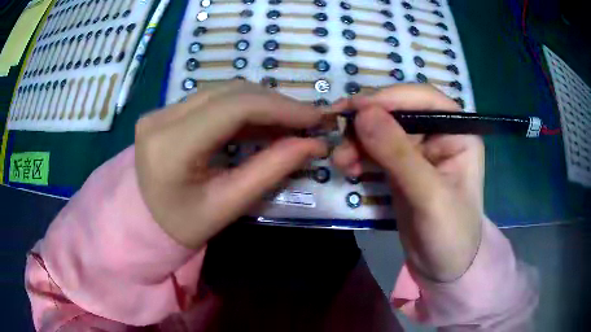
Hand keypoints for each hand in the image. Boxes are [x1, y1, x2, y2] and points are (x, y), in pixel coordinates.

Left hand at [135, 81, 326, 248]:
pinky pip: (212, 99)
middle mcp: (161, 118)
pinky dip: (243, 107)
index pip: (233, 108)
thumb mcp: (228, 205)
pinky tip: (263, 121)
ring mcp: (160, 111)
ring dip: (261, 103)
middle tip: (307, 121)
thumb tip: (314, 144)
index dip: (280, 107)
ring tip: (289, 122)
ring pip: (223, 91)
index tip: (315, 117)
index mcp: (170, 147)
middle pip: (230, 93)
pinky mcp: (165, 111)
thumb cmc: (183, 225)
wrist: (144, 222)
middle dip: (275, 104)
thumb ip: (271, 170)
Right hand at [332, 85, 483, 281]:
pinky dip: (359, 155)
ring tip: (340, 161)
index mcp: (458, 132)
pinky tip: (348, 167)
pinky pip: (376, 150)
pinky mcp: (402, 167)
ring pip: (382, 130)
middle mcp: (439, 134)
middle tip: (339, 137)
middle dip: (367, 123)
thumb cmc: (450, 234)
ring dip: (358, 140)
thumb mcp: (429, 196)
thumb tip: (363, 113)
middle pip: (398, 112)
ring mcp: (419, 150)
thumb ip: (399, 155)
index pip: (424, 99)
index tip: (355, 109)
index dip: (389, 98)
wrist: (443, 267)